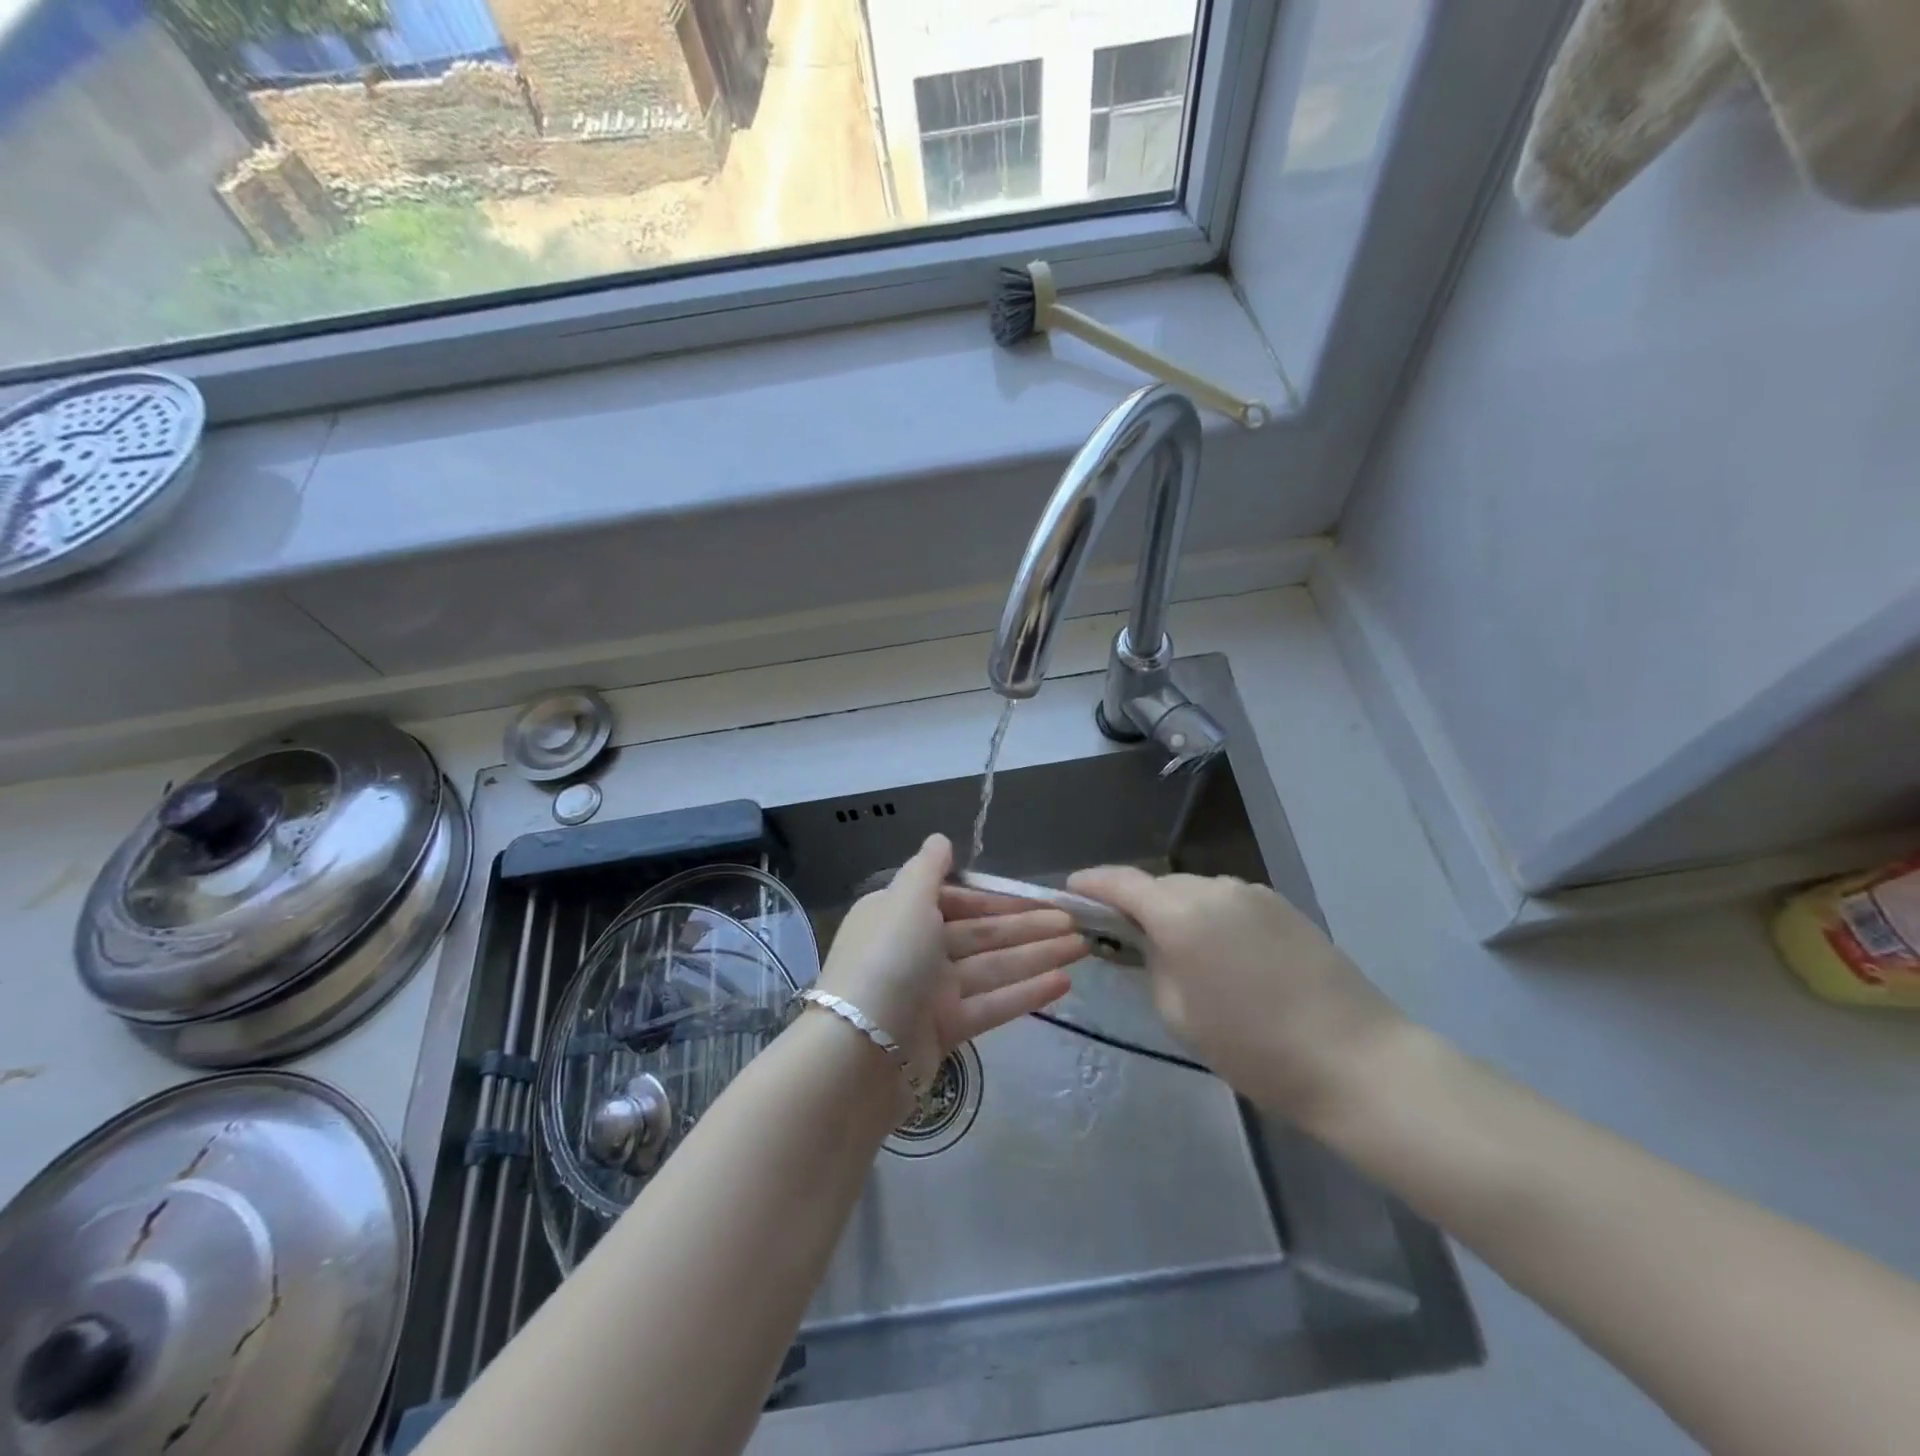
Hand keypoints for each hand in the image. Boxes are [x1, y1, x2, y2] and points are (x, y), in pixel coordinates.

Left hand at [819, 834, 1079, 1081]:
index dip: (998, 899)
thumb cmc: (887, 960)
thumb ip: (927, 869)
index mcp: (900, 915)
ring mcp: (930, 992)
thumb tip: (940, 840)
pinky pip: (991, 1004)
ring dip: (1036, 956)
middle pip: (980, 934)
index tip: (1038, 898)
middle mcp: (915, 949)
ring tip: (1082, 948)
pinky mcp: (945, 1030)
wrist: (860, 1052)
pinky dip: (1025, 993)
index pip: (957, 900)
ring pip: (992, 967)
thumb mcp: (905, 900)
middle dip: (1027, 927)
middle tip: (1075, 923)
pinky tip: (1063, 983)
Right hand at [1067, 867, 1404, 1123]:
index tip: (1071, 892)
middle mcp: (1214, 888)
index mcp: (1181, 914)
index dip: (1090, 883)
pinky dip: (1209, 915)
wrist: (1358, 1062)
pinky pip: (1227, 900)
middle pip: (1158, 885)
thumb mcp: (1180, 1013)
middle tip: (1121, 935)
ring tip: (1175, 949)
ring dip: (1174, 909)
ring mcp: (1253, 893)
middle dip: (1133, 903)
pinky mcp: (1282, 905)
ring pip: (1194, 891)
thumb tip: (1144, 939)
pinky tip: (1219, 952)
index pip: (1120, 882)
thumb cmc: (1255, 1049)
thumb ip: (1151, 963)